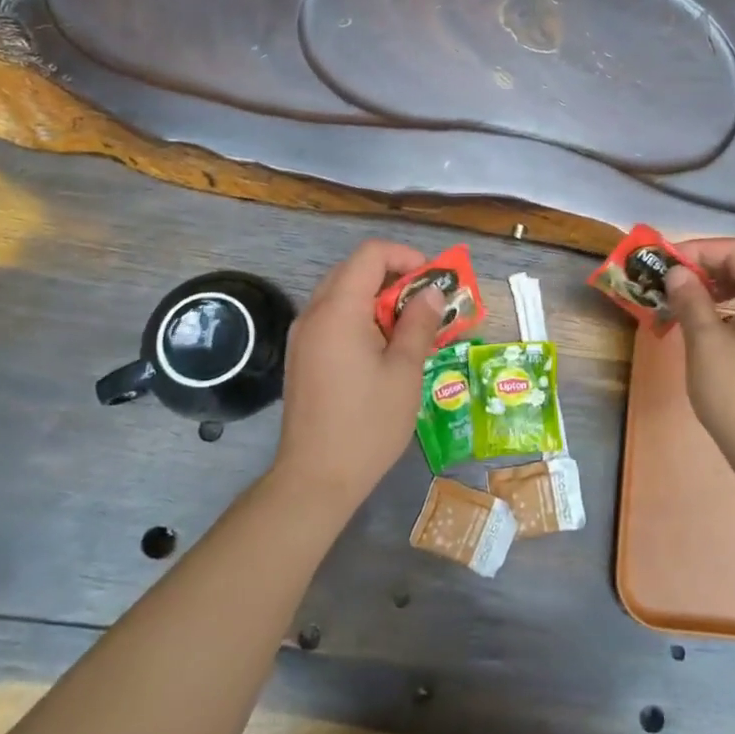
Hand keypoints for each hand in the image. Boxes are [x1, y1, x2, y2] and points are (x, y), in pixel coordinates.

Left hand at [274, 239, 447, 514]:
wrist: (315, 479)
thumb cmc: (367, 424)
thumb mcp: (404, 372)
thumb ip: (419, 324)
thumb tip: (432, 293)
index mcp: (339, 310)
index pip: (371, 254)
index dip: (406, 257)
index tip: (432, 283)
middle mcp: (314, 313)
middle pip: (355, 270)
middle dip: (395, 277)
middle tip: (426, 304)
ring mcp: (303, 335)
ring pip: (343, 293)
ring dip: (378, 298)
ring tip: (410, 327)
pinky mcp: (302, 356)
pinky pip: (333, 317)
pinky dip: (361, 317)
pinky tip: (383, 349)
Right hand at [664, 238, 734, 478]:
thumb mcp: (705, 343)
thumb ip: (690, 300)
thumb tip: (677, 273)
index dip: (698, 249)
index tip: (665, 262)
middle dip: (702, 268)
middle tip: (667, 282)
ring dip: (711, 289)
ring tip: (679, 303)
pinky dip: (725, 309)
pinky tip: (701, 325)